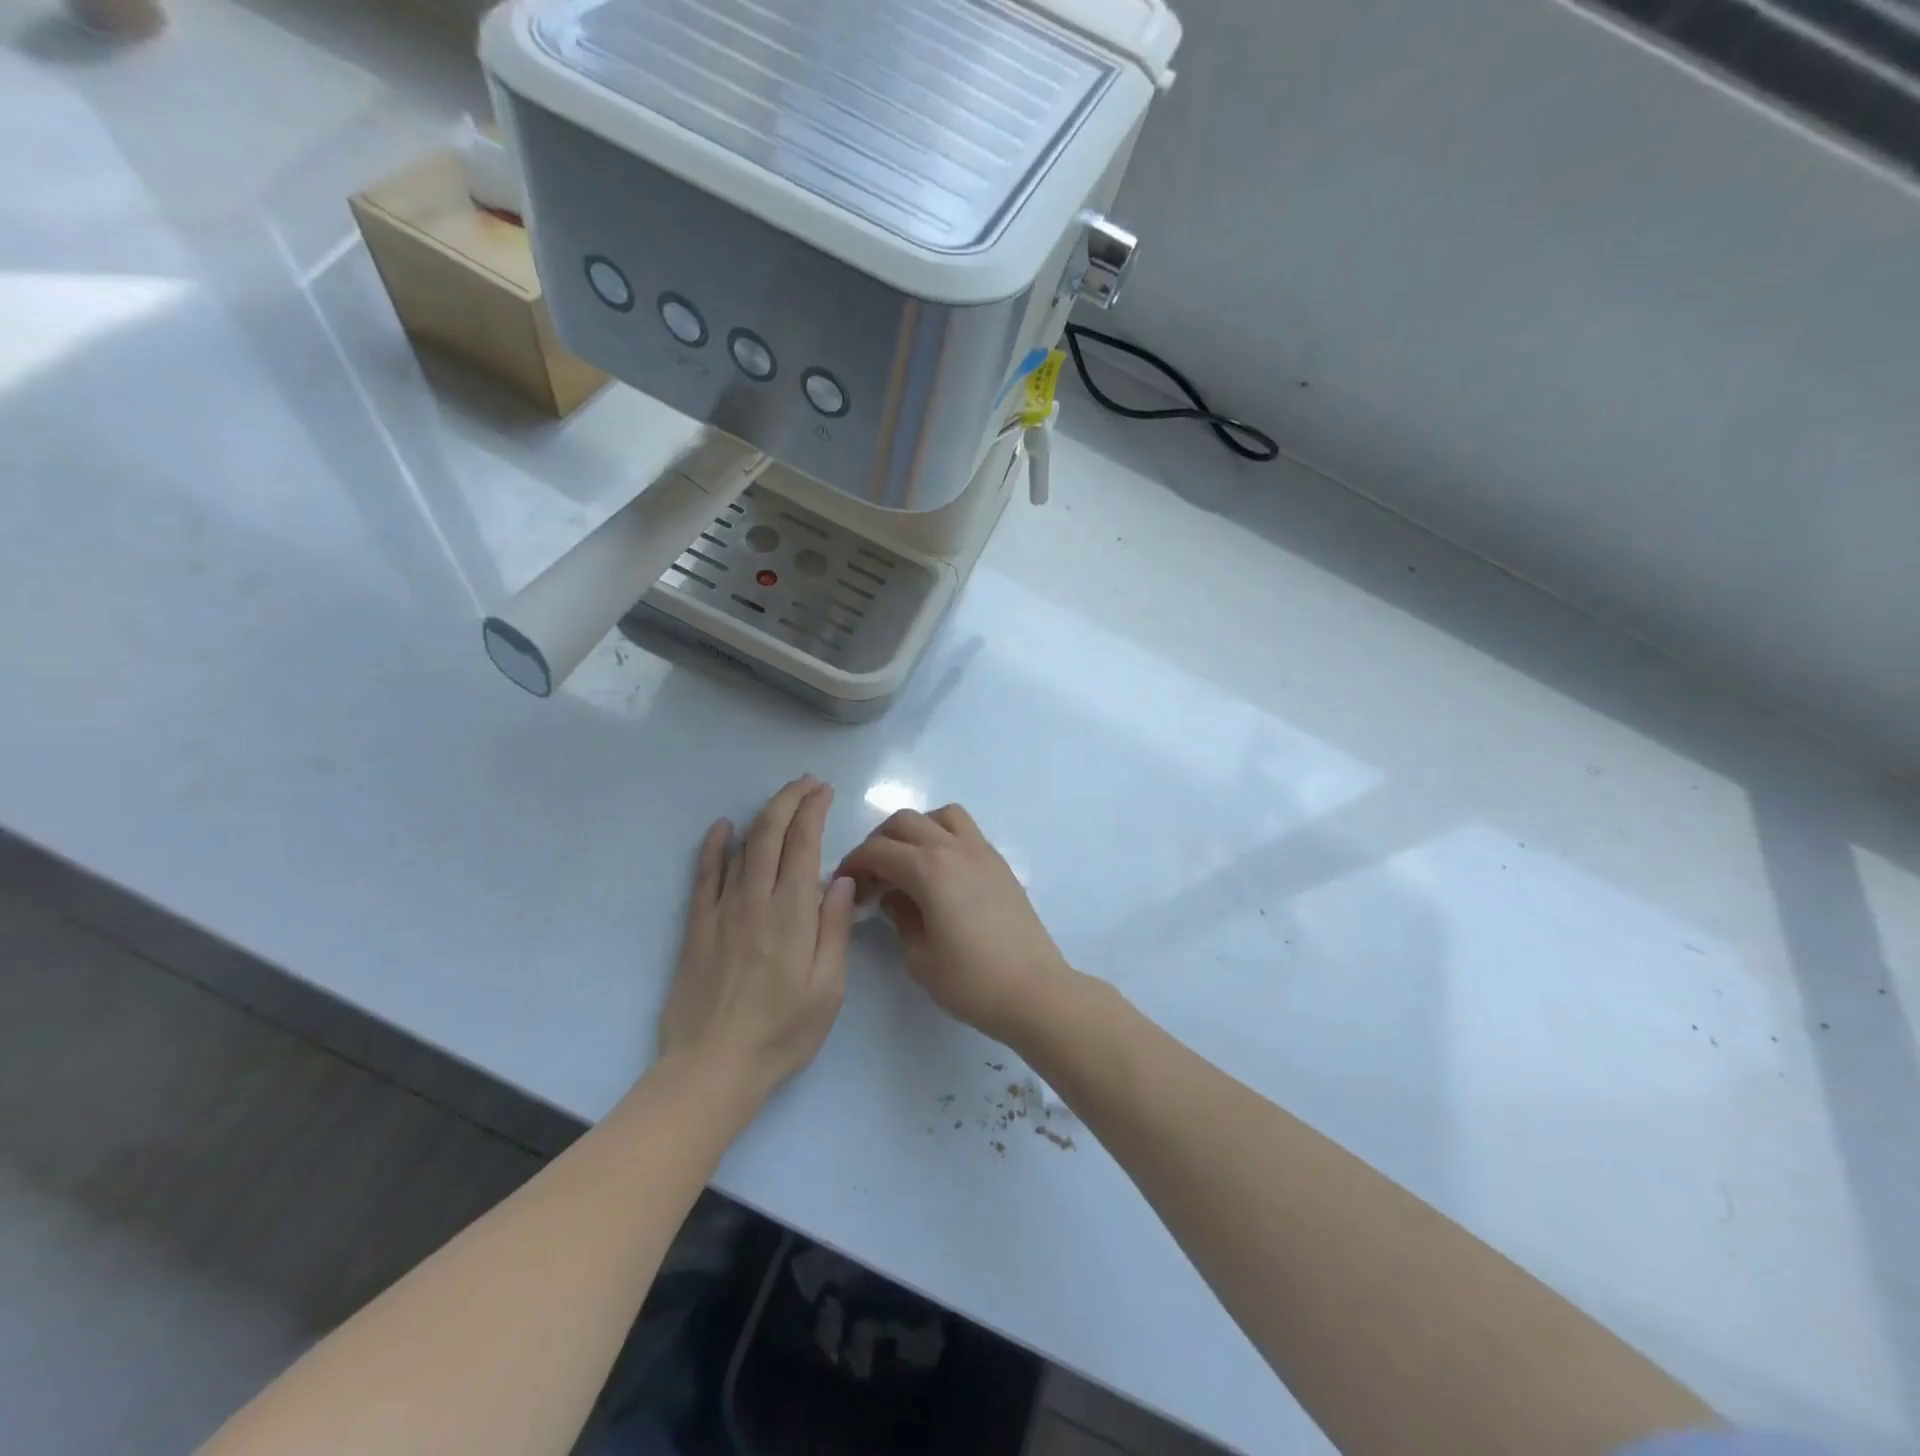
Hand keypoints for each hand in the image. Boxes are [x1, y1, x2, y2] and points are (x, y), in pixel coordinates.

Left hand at [658, 776, 855, 1105]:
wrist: (713, 1067)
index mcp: (792, 914)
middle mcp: (755, 900)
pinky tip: (720, 827)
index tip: (824, 791)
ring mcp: (722, 911)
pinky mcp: (698, 927)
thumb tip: (841, 879)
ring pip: (741, 847)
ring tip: (781, 798)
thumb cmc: (783, 1032)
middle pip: (770, 834)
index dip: (813, 810)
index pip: (803, 844)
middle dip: (789, 800)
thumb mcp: (828, 989)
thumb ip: (835, 930)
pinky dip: (713, 846)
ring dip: (762, 815)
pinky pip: (704, 875)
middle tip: (807, 782)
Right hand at [836, 805, 1073, 1045]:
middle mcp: (955, 849)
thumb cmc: (971, 981)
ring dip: (916, 830)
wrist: (1035, 991)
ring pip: (941, 816)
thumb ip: (899, 917)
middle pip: (906, 821)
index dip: (854, 863)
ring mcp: (982, 852)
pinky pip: (965, 831)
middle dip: (880, 841)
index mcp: (930, 870)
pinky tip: (939, 873)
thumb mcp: (919, 957)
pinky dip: (943, 837)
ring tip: (907, 863)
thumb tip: (892, 896)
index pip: (879, 850)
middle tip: (871, 874)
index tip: (844, 883)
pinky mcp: (1000, 864)